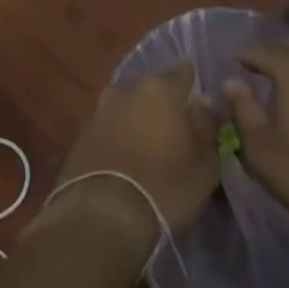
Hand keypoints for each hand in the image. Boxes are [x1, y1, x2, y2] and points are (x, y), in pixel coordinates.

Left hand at [50, 63, 221, 237]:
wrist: (102, 216)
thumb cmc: (165, 186)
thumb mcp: (205, 163)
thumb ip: (207, 125)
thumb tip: (204, 101)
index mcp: (160, 88)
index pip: (184, 72)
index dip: (194, 87)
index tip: (199, 108)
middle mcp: (127, 89)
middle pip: (152, 88)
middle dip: (163, 104)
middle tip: (173, 132)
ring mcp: (100, 110)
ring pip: (127, 106)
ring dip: (137, 120)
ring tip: (147, 149)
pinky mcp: (81, 133)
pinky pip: (108, 126)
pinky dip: (117, 136)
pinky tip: (124, 160)